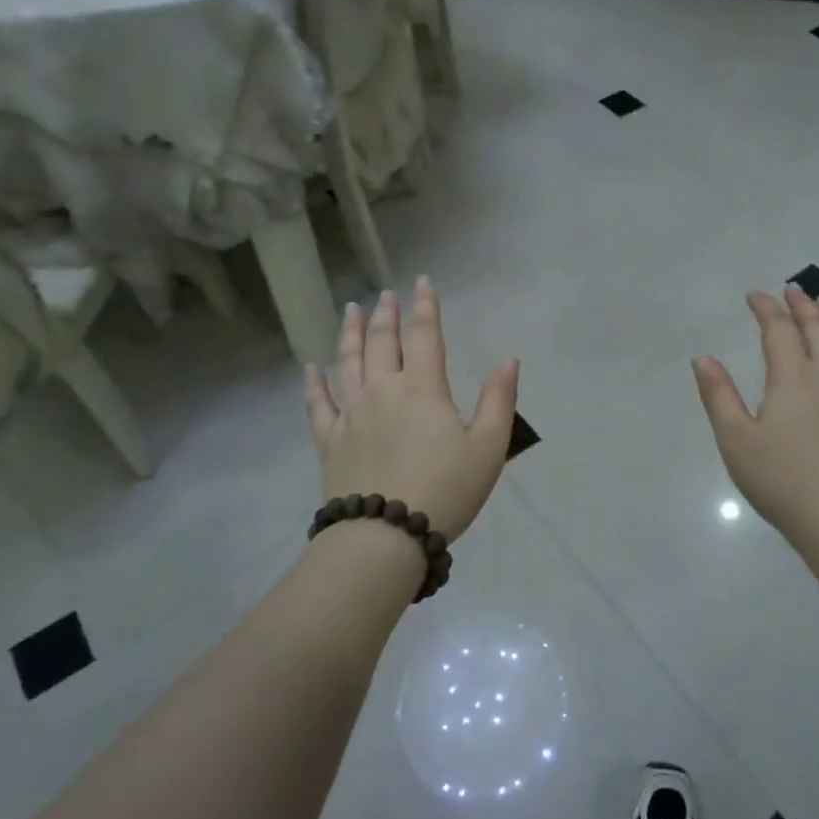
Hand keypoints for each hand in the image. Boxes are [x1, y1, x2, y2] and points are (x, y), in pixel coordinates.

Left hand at [304, 277, 519, 541]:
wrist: (385, 536)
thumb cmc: (445, 490)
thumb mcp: (488, 448)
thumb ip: (499, 400)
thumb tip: (508, 360)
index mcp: (422, 388)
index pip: (425, 335)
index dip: (425, 306)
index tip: (422, 282)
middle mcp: (383, 390)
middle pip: (382, 341)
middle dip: (386, 314)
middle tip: (385, 294)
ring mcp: (351, 413)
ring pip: (348, 362)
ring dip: (349, 332)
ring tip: (350, 310)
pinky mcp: (330, 440)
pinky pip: (318, 404)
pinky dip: (313, 383)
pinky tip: (310, 367)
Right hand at [693, 288, 818, 548]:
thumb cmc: (780, 478)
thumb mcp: (736, 438)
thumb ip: (719, 395)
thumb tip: (703, 358)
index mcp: (792, 379)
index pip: (779, 331)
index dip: (766, 309)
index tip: (754, 295)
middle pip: (818, 330)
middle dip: (802, 306)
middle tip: (792, 289)